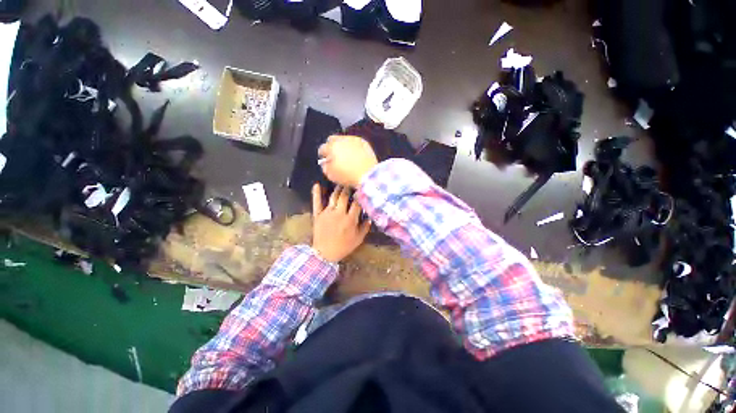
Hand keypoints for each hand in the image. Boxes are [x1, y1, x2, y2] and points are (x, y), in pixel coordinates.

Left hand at [312, 183, 370, 262]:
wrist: (324, 254)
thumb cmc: (343, 247)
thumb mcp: (358, 240)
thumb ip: (365, 228)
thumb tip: (370, 218)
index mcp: (350, 219)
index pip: (356, 203)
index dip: (359, 195)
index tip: (362, 190)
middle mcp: (339, 213)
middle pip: (344, 196)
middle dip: (348, 188)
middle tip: (351, 183)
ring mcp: (327, 213)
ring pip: (333, 197)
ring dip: (338, 189)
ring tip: (341, 183)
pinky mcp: (318, 215)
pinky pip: (317, 202)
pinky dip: (316, 193)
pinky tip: (316, 185)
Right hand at [318, 135, 377, 187]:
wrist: (368, 175)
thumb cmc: (349, 176)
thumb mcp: (331, 175)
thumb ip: (325, 167)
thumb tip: (325, 163)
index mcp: (331, 147)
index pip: (322, 148)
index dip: (323, 155)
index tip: (325, 159)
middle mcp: (342, 140)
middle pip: (332, 139)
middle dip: (331, 146)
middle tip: (334, 155)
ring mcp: (353, 140)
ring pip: (344, 139)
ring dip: (342, 145)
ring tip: (346, 155)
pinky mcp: (363, 142)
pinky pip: (355, 142)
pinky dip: (353, 147)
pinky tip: (355, 155)